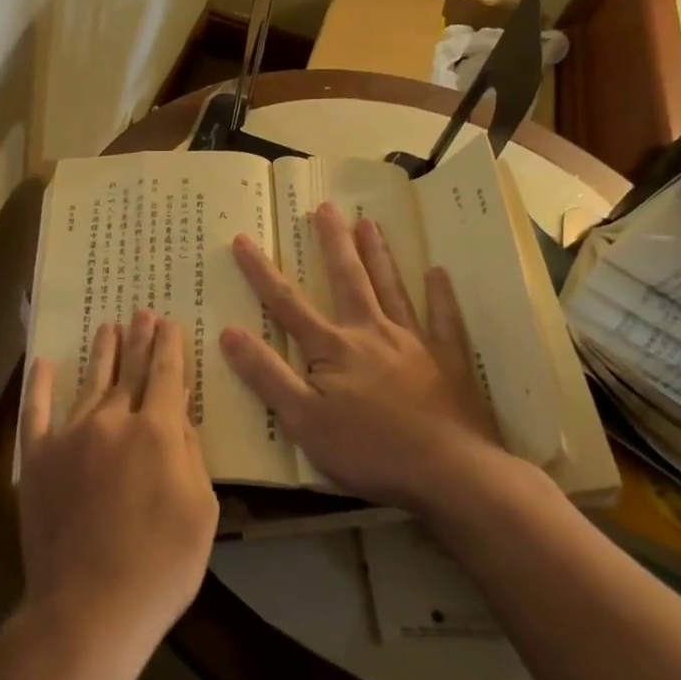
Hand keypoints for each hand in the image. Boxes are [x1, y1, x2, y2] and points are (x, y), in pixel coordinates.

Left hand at [17, 310, 218, 666]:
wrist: (90, 606)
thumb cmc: (160, 565)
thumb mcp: (200, 510)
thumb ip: (189, 454)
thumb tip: (177, 416)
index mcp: (156, 431)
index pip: (166, 375)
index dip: (169, 346)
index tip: (169, 322)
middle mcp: (112, 421)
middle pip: (129, 370)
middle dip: (139, 340)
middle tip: (142, 313)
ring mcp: (69, 436)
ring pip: (90, 383)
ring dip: (102, 353)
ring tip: (109, 327)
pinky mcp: (37, 458)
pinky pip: (36, 411)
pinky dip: (40, 385)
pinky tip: (44, 362)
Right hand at [218, 202, 535, 518]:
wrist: (451, 472)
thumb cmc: (369, 450)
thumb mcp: (303, 420)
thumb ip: (267, 374)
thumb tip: (229, 332)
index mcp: (334, 348)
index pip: (287, 304)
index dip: (261, 272)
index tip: (242, 238)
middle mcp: (372, 333)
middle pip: (348, 279)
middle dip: (333, 242)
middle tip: (325, 207)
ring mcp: (414, 343)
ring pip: (392, 288)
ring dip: (378, 254)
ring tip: (369, 221)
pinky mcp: (449, 361)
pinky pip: (444, 320)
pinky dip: (441, 296)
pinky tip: (438, 273)